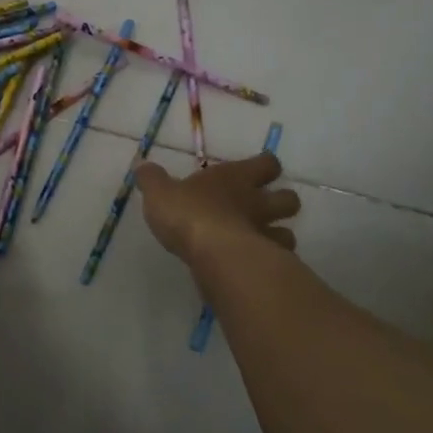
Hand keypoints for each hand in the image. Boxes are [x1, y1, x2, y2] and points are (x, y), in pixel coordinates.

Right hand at [135, 153, 299, 262]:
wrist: (213, 254)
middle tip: (263, 209)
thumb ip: (152, 179)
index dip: (266, 166)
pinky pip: (278, 263)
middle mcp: (258, 203)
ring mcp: (266, 235)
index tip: (259, 170)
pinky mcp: (267, 266)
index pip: (267, 164)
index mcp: (236, 178)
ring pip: (289, 234)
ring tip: (260, 243)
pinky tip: (253, 269)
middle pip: (290, 199)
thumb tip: (142, 166)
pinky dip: (270, 264)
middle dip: (282, 203)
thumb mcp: (160, 192)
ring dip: (279, 237)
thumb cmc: (189, 214)